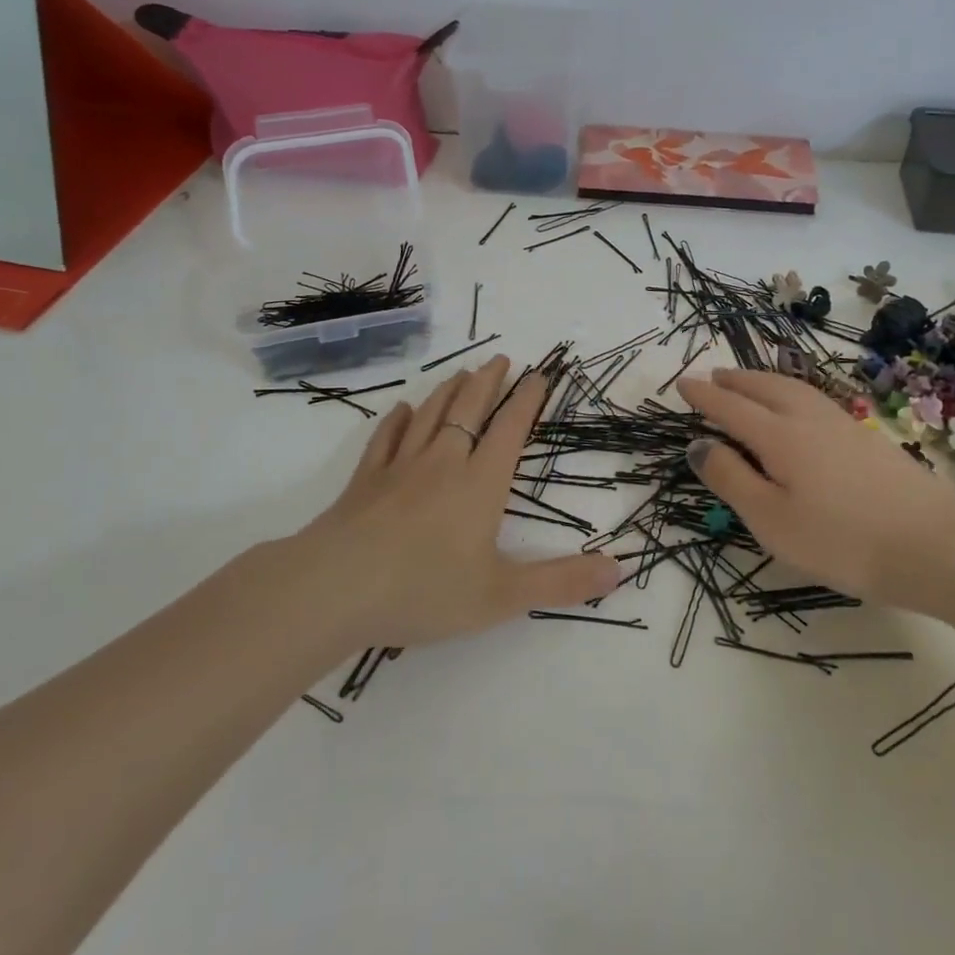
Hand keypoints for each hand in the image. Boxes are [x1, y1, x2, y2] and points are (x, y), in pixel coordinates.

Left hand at [291, 355, 624, 647]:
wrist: (336, 588)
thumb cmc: (425, 590)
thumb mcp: (502, 596)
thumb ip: (561, 582)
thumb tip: (618, 570)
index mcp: (480, 483)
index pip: (510, 429)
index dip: (527, 401)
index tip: (538, 376)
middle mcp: (443, 463)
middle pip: (469, 410)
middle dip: (488, 382)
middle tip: (501, 358)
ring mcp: (400, 468)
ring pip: (430, 416)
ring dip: (449, 391)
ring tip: (462, 373)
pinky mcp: (365, 481)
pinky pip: (386, 439)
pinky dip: (398, 421)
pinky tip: (402, 410)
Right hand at [675, 368, 954, 613]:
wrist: (934, 543)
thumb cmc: (841, 539)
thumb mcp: (770, 519)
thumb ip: (730, 479)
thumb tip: (698, 445)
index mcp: (778, 436)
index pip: (730, 407)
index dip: (704, 395)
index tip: (682, 384)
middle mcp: (807, 418)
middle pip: (763, 387)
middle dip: (735, 380)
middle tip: (714, 377)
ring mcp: (841, 424)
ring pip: (792, 388)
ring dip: (763, 381)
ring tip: (749, 384)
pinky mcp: (865, 437)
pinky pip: (813, 398)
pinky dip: (790, 392)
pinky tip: (799, 407)